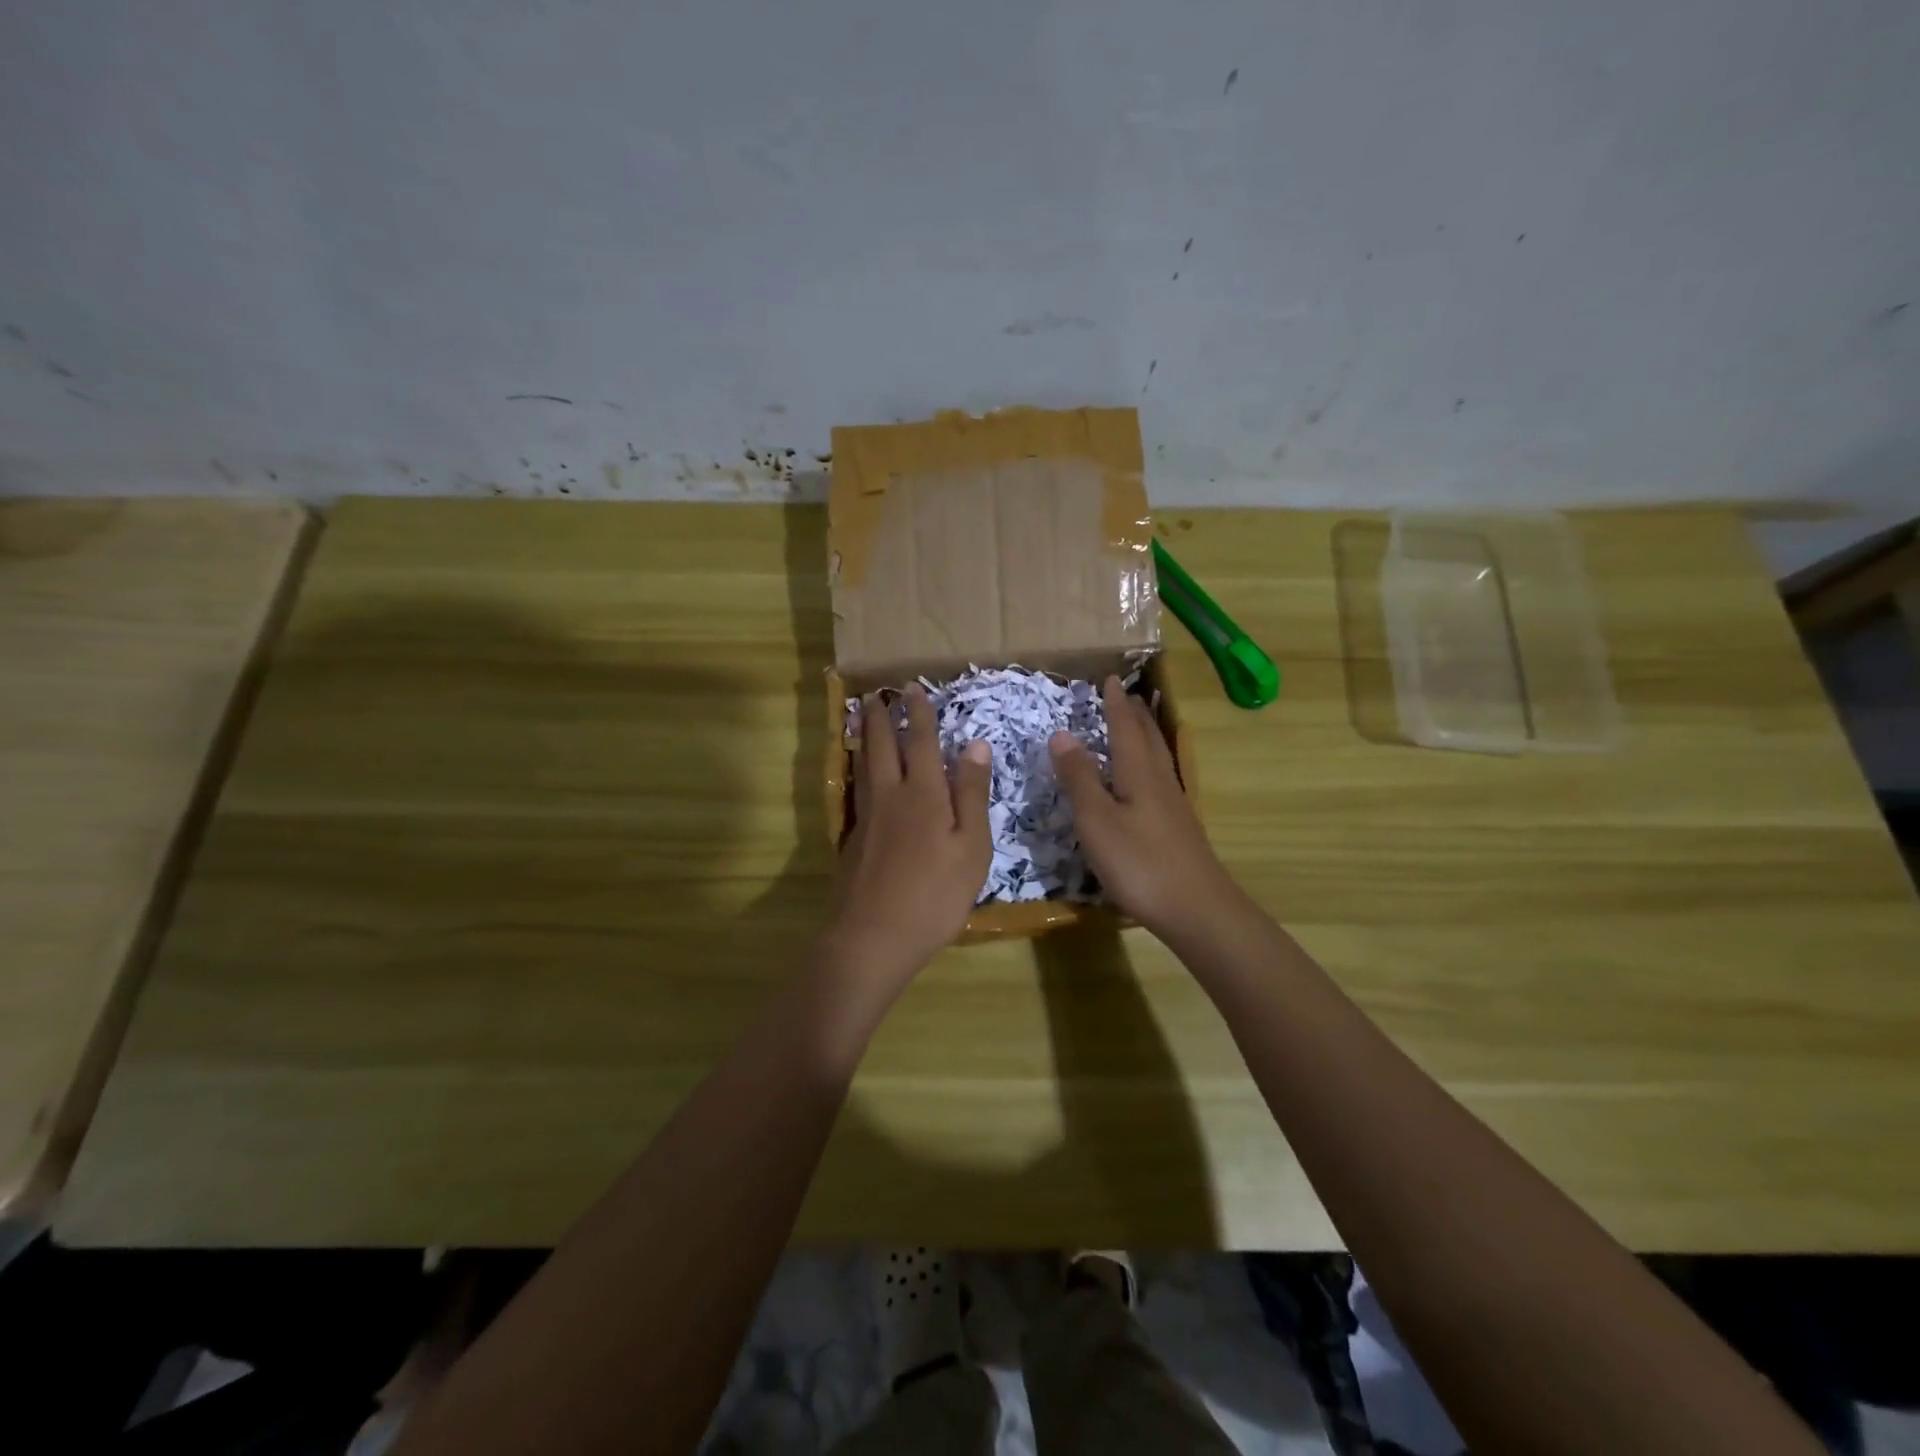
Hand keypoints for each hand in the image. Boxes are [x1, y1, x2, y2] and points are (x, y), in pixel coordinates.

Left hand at [823, 685, 991, 999]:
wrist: (873, 937)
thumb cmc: (935, 895)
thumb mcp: (971, 848)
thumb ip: (972, 795)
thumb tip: (976, 745)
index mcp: (924, 794)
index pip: (922, 742)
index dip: (919, 714)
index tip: (913, 688)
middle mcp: (890, 796)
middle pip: (883, 746)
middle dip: (882, 717)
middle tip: (877, 694)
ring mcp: (867, 818)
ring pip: (864, 766)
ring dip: (866, 737)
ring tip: (864, 719)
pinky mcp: (853, 840)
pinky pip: (858, 789)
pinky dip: (860, 769)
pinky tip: (862, 775)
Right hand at [1049, 677, 1241, 942]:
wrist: (1196, 909)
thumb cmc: (1139, 862)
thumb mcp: (1096, 819)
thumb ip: (1079, 777)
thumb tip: (1062, 733)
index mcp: (1138, 772)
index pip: (1124, 727)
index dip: (1115, 704)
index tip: (1109, 679)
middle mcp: (1160, 781)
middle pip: (1148, 738)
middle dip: (1135, 714)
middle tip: (1127, 695)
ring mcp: (1174, 806)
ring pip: (1158, 758)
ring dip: (1146, 736)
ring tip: (1139, 725)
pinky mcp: (1179, 828)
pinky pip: (1161, 779)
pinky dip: (1150, 763)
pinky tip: (1148, 781)